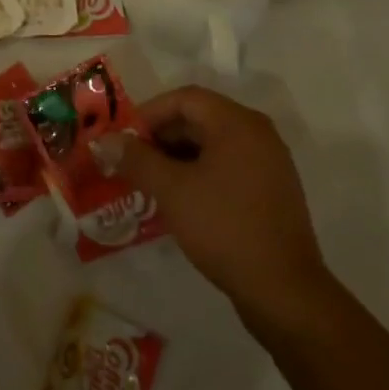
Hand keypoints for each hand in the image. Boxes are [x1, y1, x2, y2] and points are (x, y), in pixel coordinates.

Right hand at [105, 86, 327, 328]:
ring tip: (148, 181)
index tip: (123, 137)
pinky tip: (178, 198)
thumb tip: (104, 141)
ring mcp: (269, 163)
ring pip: (212, 144)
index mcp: (238, 123)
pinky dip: (199, 173)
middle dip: (160, 136)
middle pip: (199, 119)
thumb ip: (135, 159)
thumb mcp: (171, 190)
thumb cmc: (224, 227)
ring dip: (177, 157)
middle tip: (130, 160)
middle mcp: (258, 134)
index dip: (149, 113)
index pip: (185, 98)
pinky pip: (227, 166)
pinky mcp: (271, 191)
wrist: (284, 291)